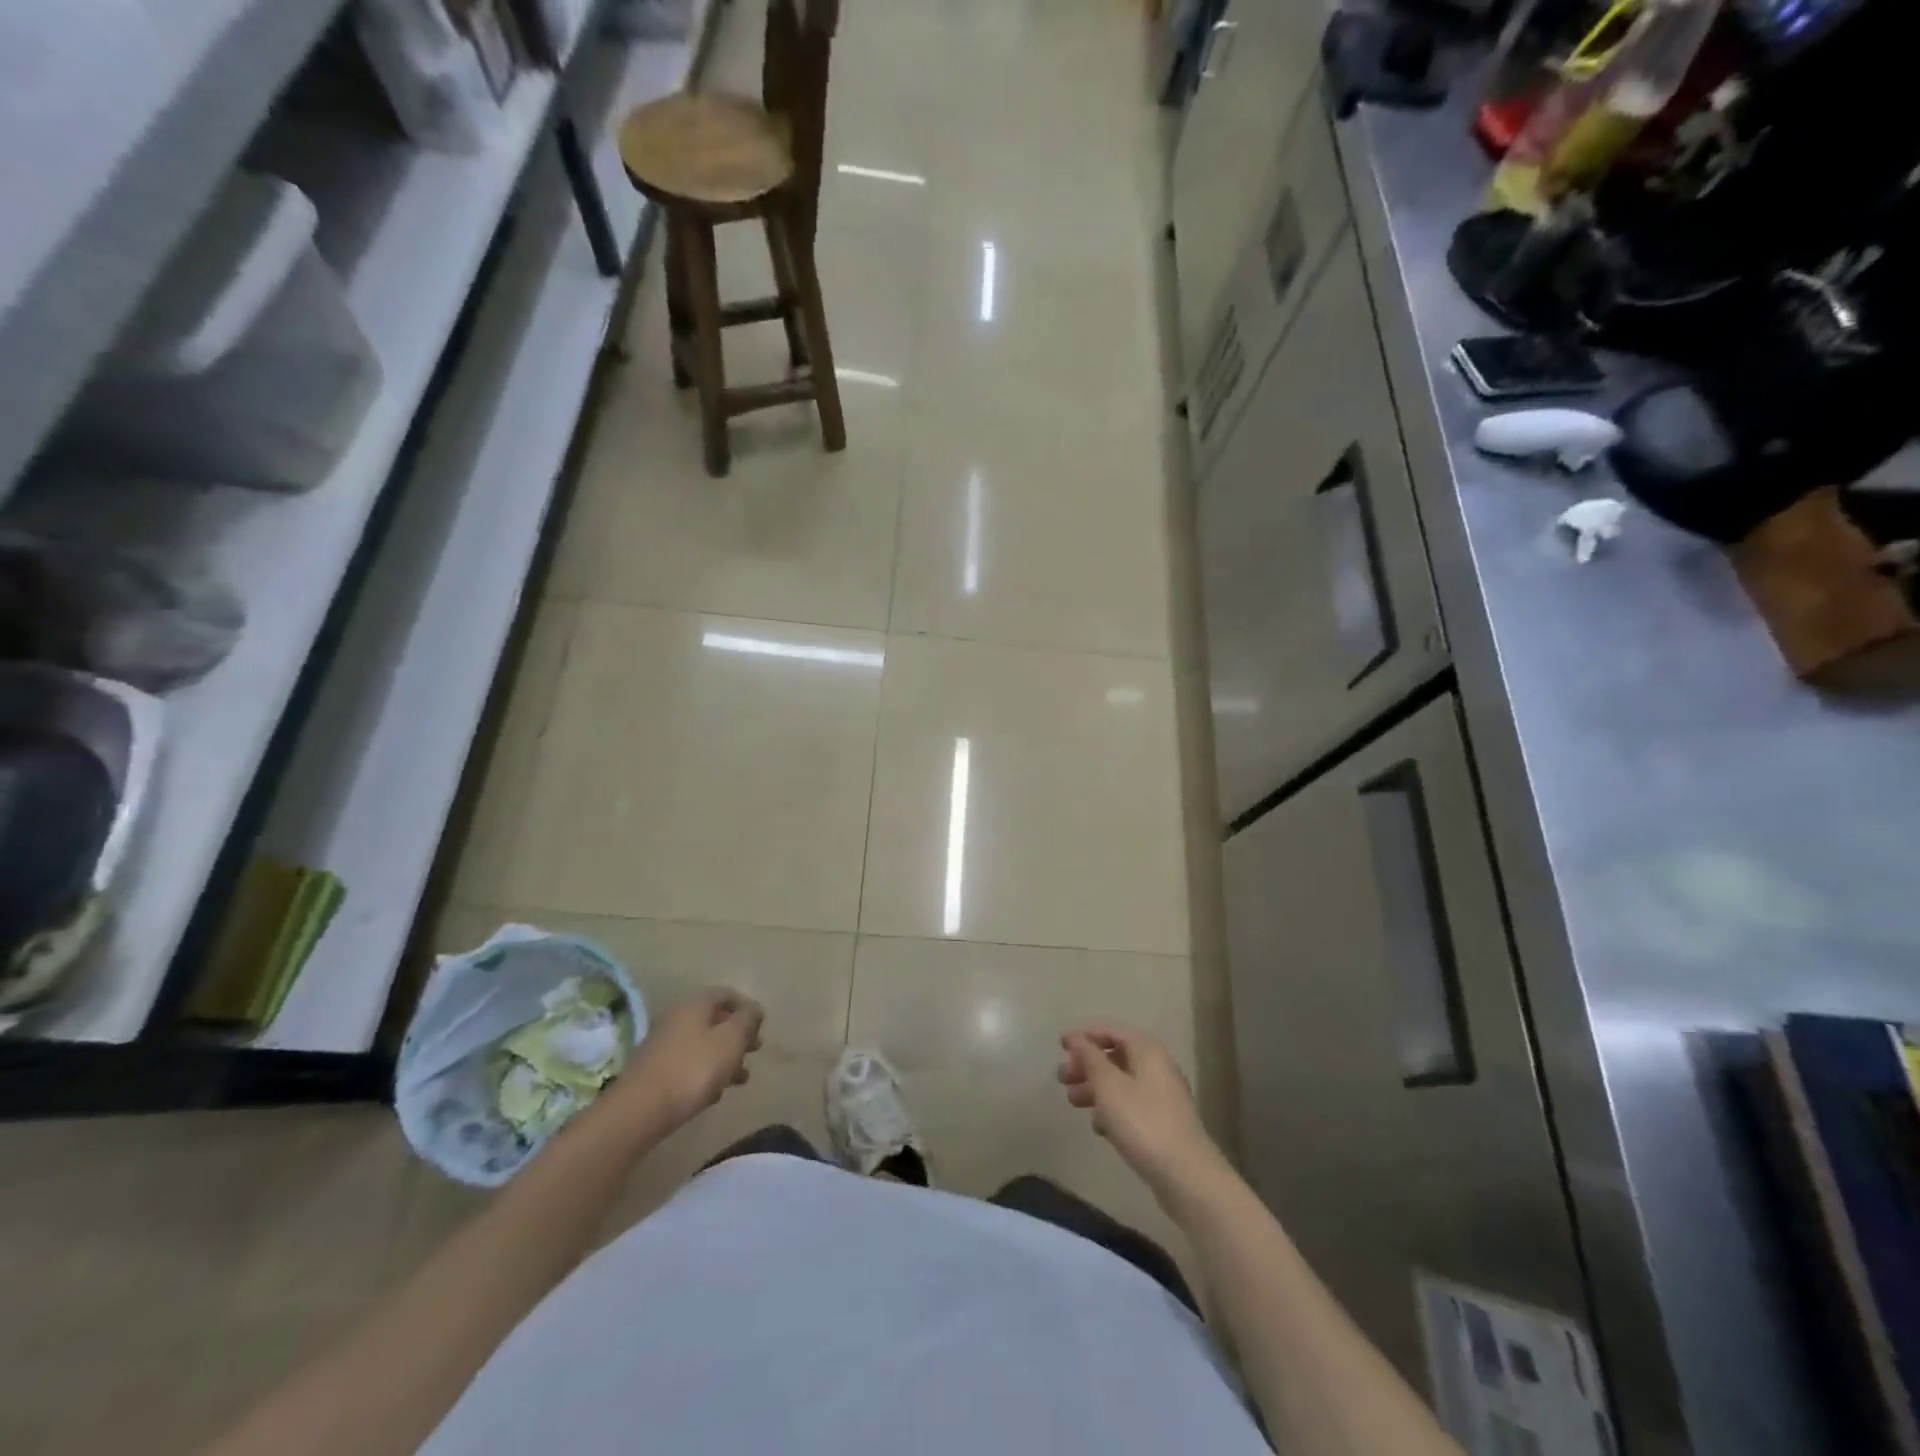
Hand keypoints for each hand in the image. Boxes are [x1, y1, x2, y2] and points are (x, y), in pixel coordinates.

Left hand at [616, 988, 763, 1131]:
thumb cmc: (693, 1069)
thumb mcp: (730, 1040)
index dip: (745, 1005)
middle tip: (754, 1050)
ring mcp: (662, 1047)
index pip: (724, 994)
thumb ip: (746, 1020)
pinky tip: (714, 1094)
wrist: (639, 1111)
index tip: (761, 1024)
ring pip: (702, 1045)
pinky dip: (705, 1074)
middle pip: (713, 1020)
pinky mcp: (655, 1073)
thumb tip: (753, 1008)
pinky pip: (687, 1066)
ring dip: (724, 1058)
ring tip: (740, 1079)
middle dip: (737, 1034)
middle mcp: (676, 1020)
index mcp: (694, 1006)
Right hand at [1059, 1023, 1220, 1197]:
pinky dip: (1112, 1110)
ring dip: (1095, 1088)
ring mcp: (1162, 1096)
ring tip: (1072, 1101)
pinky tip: (1098, 1127)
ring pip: (1121, 1083)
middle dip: (1087, 1064)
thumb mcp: (1109, 1086)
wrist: (1186, 1176)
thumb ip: (1090, 1058)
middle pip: (1116, 1056)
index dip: (1085, 1035)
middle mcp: (1157, 1067)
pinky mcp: (1162, 1123)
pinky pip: (1131, 1105)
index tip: (1060, 1045)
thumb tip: (1078, 1039)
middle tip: (1062, 1077)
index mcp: (1147, 1050)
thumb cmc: (1142, 1122)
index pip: (1112, 1031)